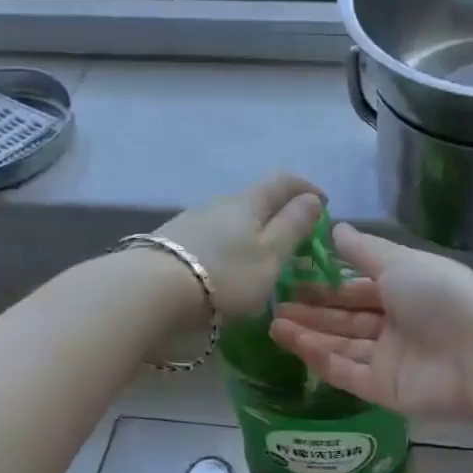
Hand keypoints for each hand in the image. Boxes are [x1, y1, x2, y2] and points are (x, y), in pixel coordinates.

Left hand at [156, 174, 324, 319]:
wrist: (149, 291)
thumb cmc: (223, 275)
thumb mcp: (270, 255)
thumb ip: (293, 226)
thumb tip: (311, 198)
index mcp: (249, 202)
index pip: (283, 181)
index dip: (306, 188)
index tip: (323, 202)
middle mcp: (219, 203)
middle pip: (255, 199)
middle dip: (278, 213)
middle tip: (295, 237)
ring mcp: (191, 221)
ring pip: (231, 220)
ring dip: (251, 232)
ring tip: (260, 259)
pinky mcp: (171, 242)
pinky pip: (211, 237)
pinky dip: (228, 246)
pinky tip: (225, 269)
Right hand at [270, 224, 472, 418]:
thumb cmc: (439, 295)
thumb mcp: (399, 262)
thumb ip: (364, 250)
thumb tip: (334, 228)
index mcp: (405, 291)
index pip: (359, 288)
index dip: (327, 285)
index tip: (293, 280)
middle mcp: (397, 325)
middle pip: (347, 319)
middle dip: (313, 312)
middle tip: (275, 305)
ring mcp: (391, 360)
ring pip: (342, 346)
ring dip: (309, 335)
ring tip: (273, 324)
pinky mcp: (385, 390)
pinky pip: (347, 373)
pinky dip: (321, 360)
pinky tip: (293, 345)